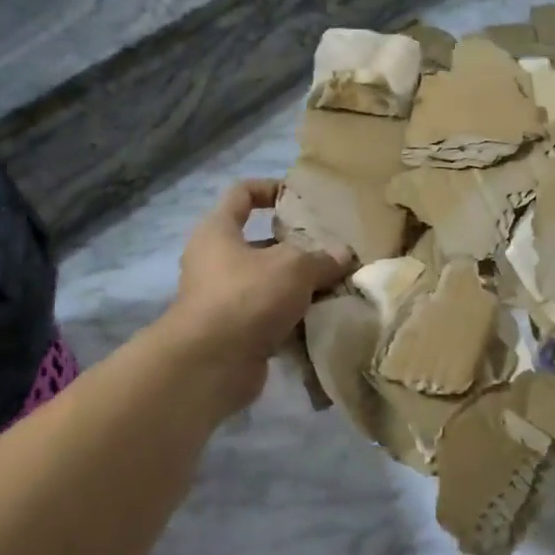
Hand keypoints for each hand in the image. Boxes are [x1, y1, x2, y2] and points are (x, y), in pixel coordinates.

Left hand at [159, 179, 353, 412]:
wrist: (211, 365)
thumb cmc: (246, 296)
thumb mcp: (294, 267)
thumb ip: (322, 257)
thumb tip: (344, 255)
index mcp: (218, 231)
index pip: (241, 194)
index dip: (270, 188)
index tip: (300, 197)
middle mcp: (216, 261)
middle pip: (261, 243)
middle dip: (298, 246)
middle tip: (333, 248)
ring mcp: (224, 299)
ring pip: (270, 282)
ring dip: (301, 285)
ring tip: (338, 283)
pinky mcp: (236, 332)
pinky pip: (272, 316)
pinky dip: (296, 317)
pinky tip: (326, 317)